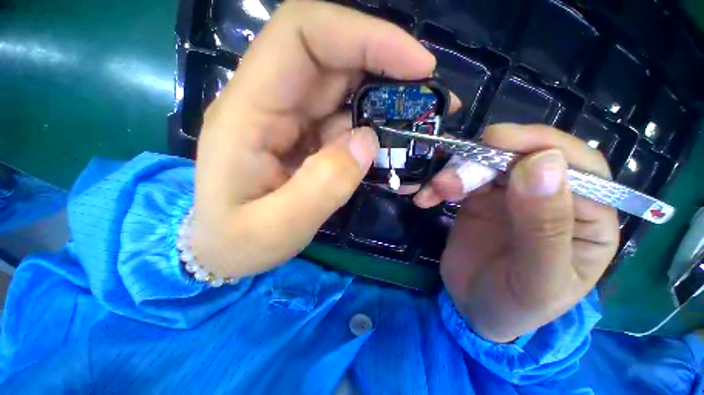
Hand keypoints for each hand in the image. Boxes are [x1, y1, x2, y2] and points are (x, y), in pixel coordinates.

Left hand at [190, 2, 435, 278]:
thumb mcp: (276, 227)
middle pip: (331, 54)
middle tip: (430, 96)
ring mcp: (289, 119)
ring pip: (344, 86)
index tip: (416, 63)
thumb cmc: (237, 242)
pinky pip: (346, 119)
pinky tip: (391, 148)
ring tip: (419, 124)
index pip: (301, 35)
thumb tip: (367, 142)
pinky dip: (374, 127)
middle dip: (387, 65)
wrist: (223, 249)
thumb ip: (322, 186)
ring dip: (386, 99)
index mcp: (247, 112)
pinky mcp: (306, 137)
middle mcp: (268, 102)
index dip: (362, 35)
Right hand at [419, 124, 619, 341]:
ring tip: (434, 191)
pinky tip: (426, 198)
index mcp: (589, 218)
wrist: (473, 308)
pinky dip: (440, 183)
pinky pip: (461, 177)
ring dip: (456, 171)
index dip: (538, 146)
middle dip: (484, 160)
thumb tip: (542, 163)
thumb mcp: (536, 280)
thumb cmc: (515, 304)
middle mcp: (553, 197)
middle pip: (525, 156)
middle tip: (448, 179)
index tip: (495, 143)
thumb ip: (544, 226)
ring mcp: (512, 194)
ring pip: (487, 163)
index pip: (579, 165)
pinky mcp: (480, 197)